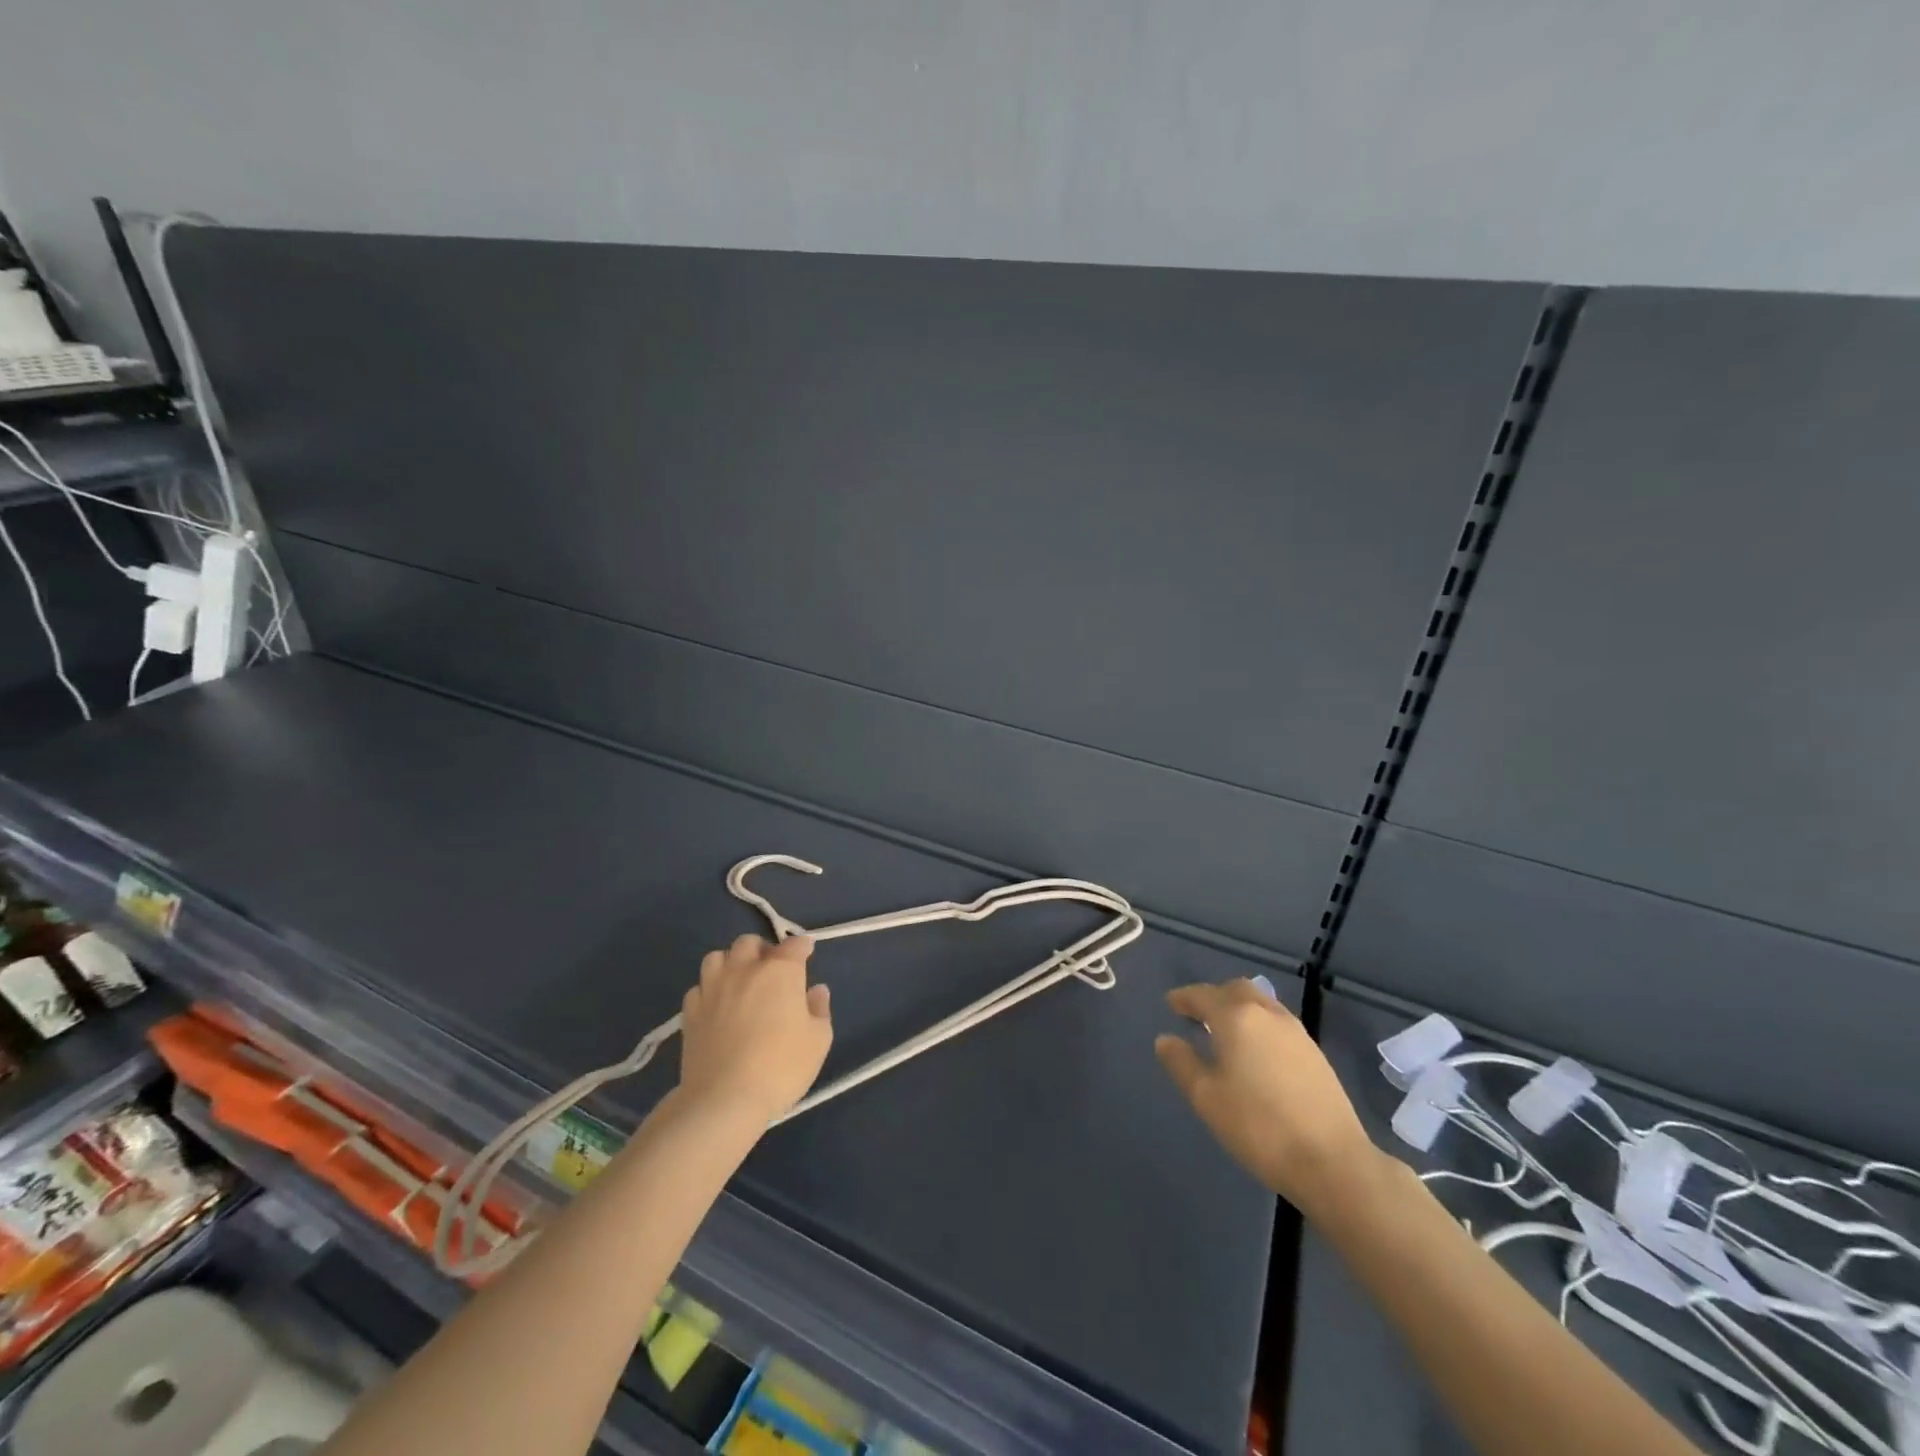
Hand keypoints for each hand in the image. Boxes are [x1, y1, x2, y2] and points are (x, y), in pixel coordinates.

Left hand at [679, 934, 832, 1124]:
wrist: (724, 1099)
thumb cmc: (781, 1067)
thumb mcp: (818, 1040)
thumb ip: (819, 1010)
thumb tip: (817, 991)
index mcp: (779, 971)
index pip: (794, 945)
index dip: (802, 947)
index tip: (807, 953)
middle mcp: (744, 970)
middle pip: (749, 942)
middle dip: (762, 949)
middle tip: (771, 969)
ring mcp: (712, 988)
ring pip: (717, 957)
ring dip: (731, 963)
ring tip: (739, 982)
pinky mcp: (690, 1012)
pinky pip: (699, 987)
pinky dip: (709, 990)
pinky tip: (717, 1006)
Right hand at [1155, 979, 1378, 1214]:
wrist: (1332, 1162)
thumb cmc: (1258, 1126)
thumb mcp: (1206, 1098)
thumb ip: (1182, 1063)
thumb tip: (1166, 1039)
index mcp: (1236, 1018)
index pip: (1203, 995)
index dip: (1184, 998)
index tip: (1170, 1004)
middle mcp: (1266, 1014)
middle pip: (1236, 990)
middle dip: (1214, 996)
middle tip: (1197, 1014)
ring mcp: (1296, 1032)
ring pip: (1261, 1003)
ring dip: (1239, 1007)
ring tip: (1226, 1030)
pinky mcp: (1315, 1053)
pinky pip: (1278, 1022)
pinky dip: (1259, 1024)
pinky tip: (1256, 1050)